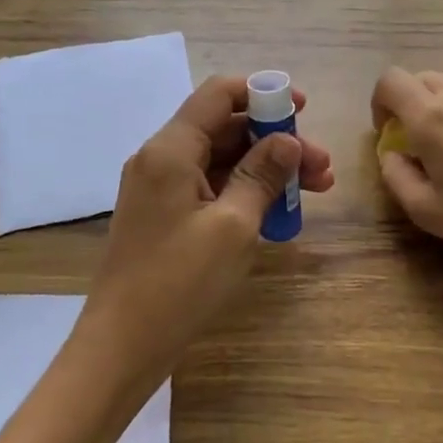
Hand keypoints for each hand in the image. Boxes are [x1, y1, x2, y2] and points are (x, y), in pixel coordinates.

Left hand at [76, 75, 334, 392]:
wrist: (120, 348)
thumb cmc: (178, 283)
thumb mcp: (233, 227)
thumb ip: (263, 175)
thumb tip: (288, 141)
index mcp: (171, 150)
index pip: (218, 95)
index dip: (263, 93)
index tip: (303, 110)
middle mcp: (160, 159)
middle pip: (225, 129)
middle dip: (275, 141)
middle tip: (322, 168)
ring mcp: (159, 189)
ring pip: (221, 160)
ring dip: (266, 169)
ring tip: (315, 189)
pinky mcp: (163, 216)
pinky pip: (210, 187)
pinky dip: (244, 192)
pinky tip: (279, 212)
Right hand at [370, 67, 442, 290]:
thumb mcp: (427, 211)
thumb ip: (396, 175)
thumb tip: (392, 152)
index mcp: (431, 116)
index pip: (390, 81)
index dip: (380, 102)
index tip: (389, 131)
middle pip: (420, 78)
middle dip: (410, 103)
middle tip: (419, 140)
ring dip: (440, 100)